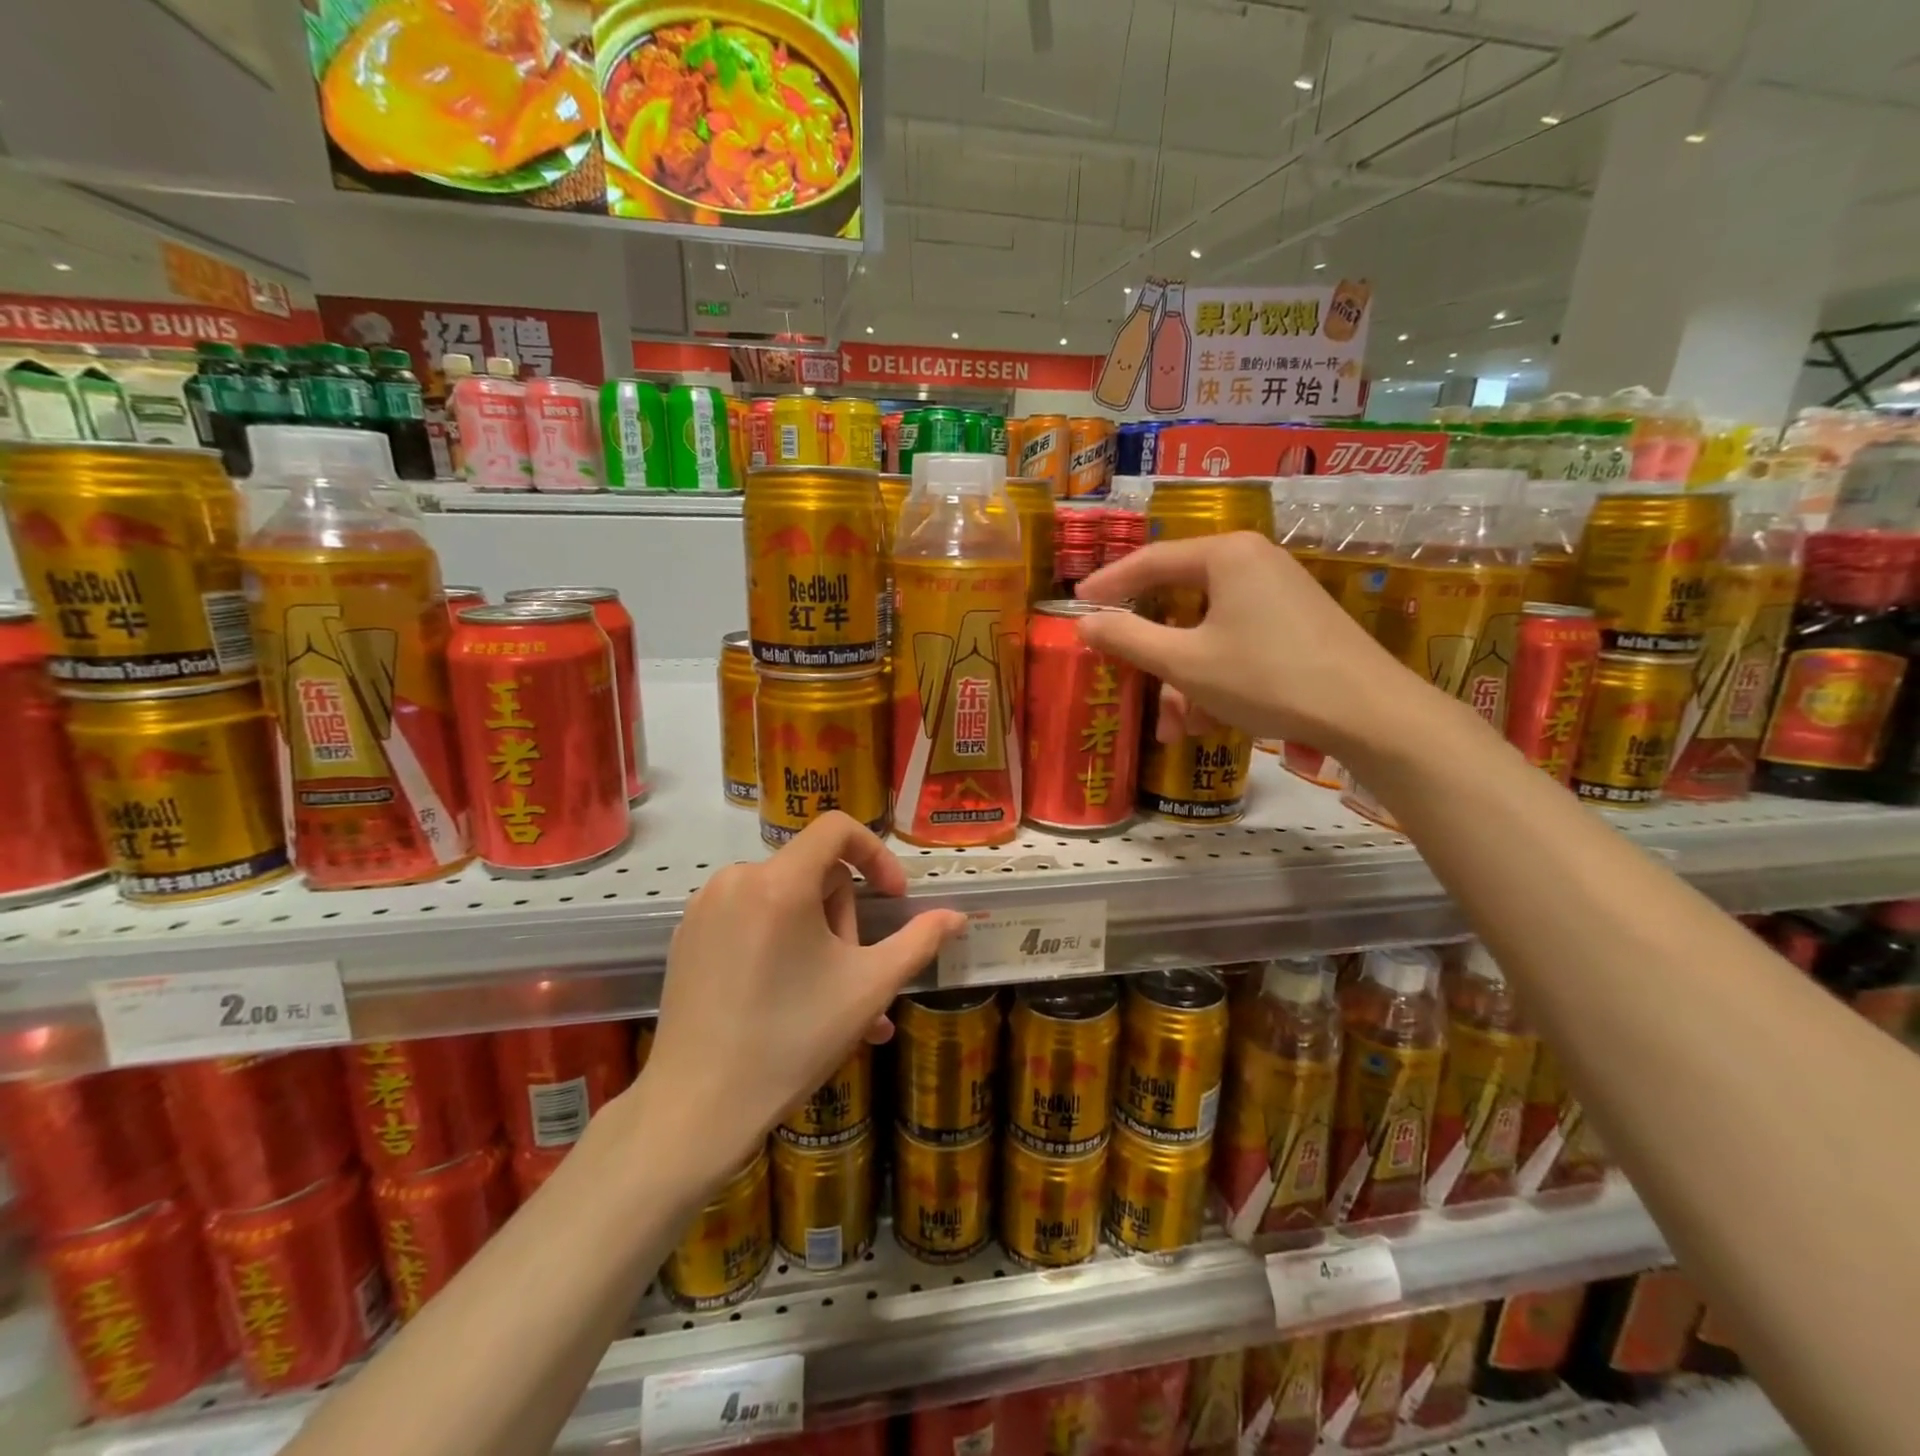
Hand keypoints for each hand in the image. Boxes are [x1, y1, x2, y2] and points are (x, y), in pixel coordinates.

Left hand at [642, 812, 965, 1178]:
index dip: (876, 855)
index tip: (894, 900)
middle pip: (813, 872)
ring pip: (784, 898)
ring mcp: (705, 908)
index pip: (838, 829)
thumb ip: (918, 942)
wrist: (697, 1108)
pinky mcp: (687, 935)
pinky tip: (790, 996)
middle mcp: (736, 880)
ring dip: (817, 936)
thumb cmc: (792, 1040)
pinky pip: (751, 919)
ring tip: (830, 998)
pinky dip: (780, 943)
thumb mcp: (868, 988)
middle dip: (843, 917)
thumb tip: (957, 916)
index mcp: (779, 882)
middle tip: (853, 975)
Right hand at [1074, 531, 1419, 758]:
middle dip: (1156, 657)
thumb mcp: (1185, 662)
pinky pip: (1238, 643)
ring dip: (1186, 681)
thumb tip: (1085, 623)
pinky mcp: (1297, 623)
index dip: (1109, 585)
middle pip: (1180, 604)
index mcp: (1225, 556)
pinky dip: (1217, 679)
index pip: (1150, 562)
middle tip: (1130, 681)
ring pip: (1208, 633)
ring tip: (1180, 729)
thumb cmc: (1266, 678)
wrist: (1368, 713)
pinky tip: (1214, 722)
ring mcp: (1279, 593)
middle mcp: (1253, 563)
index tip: (1077, 605)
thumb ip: (1128, 638)